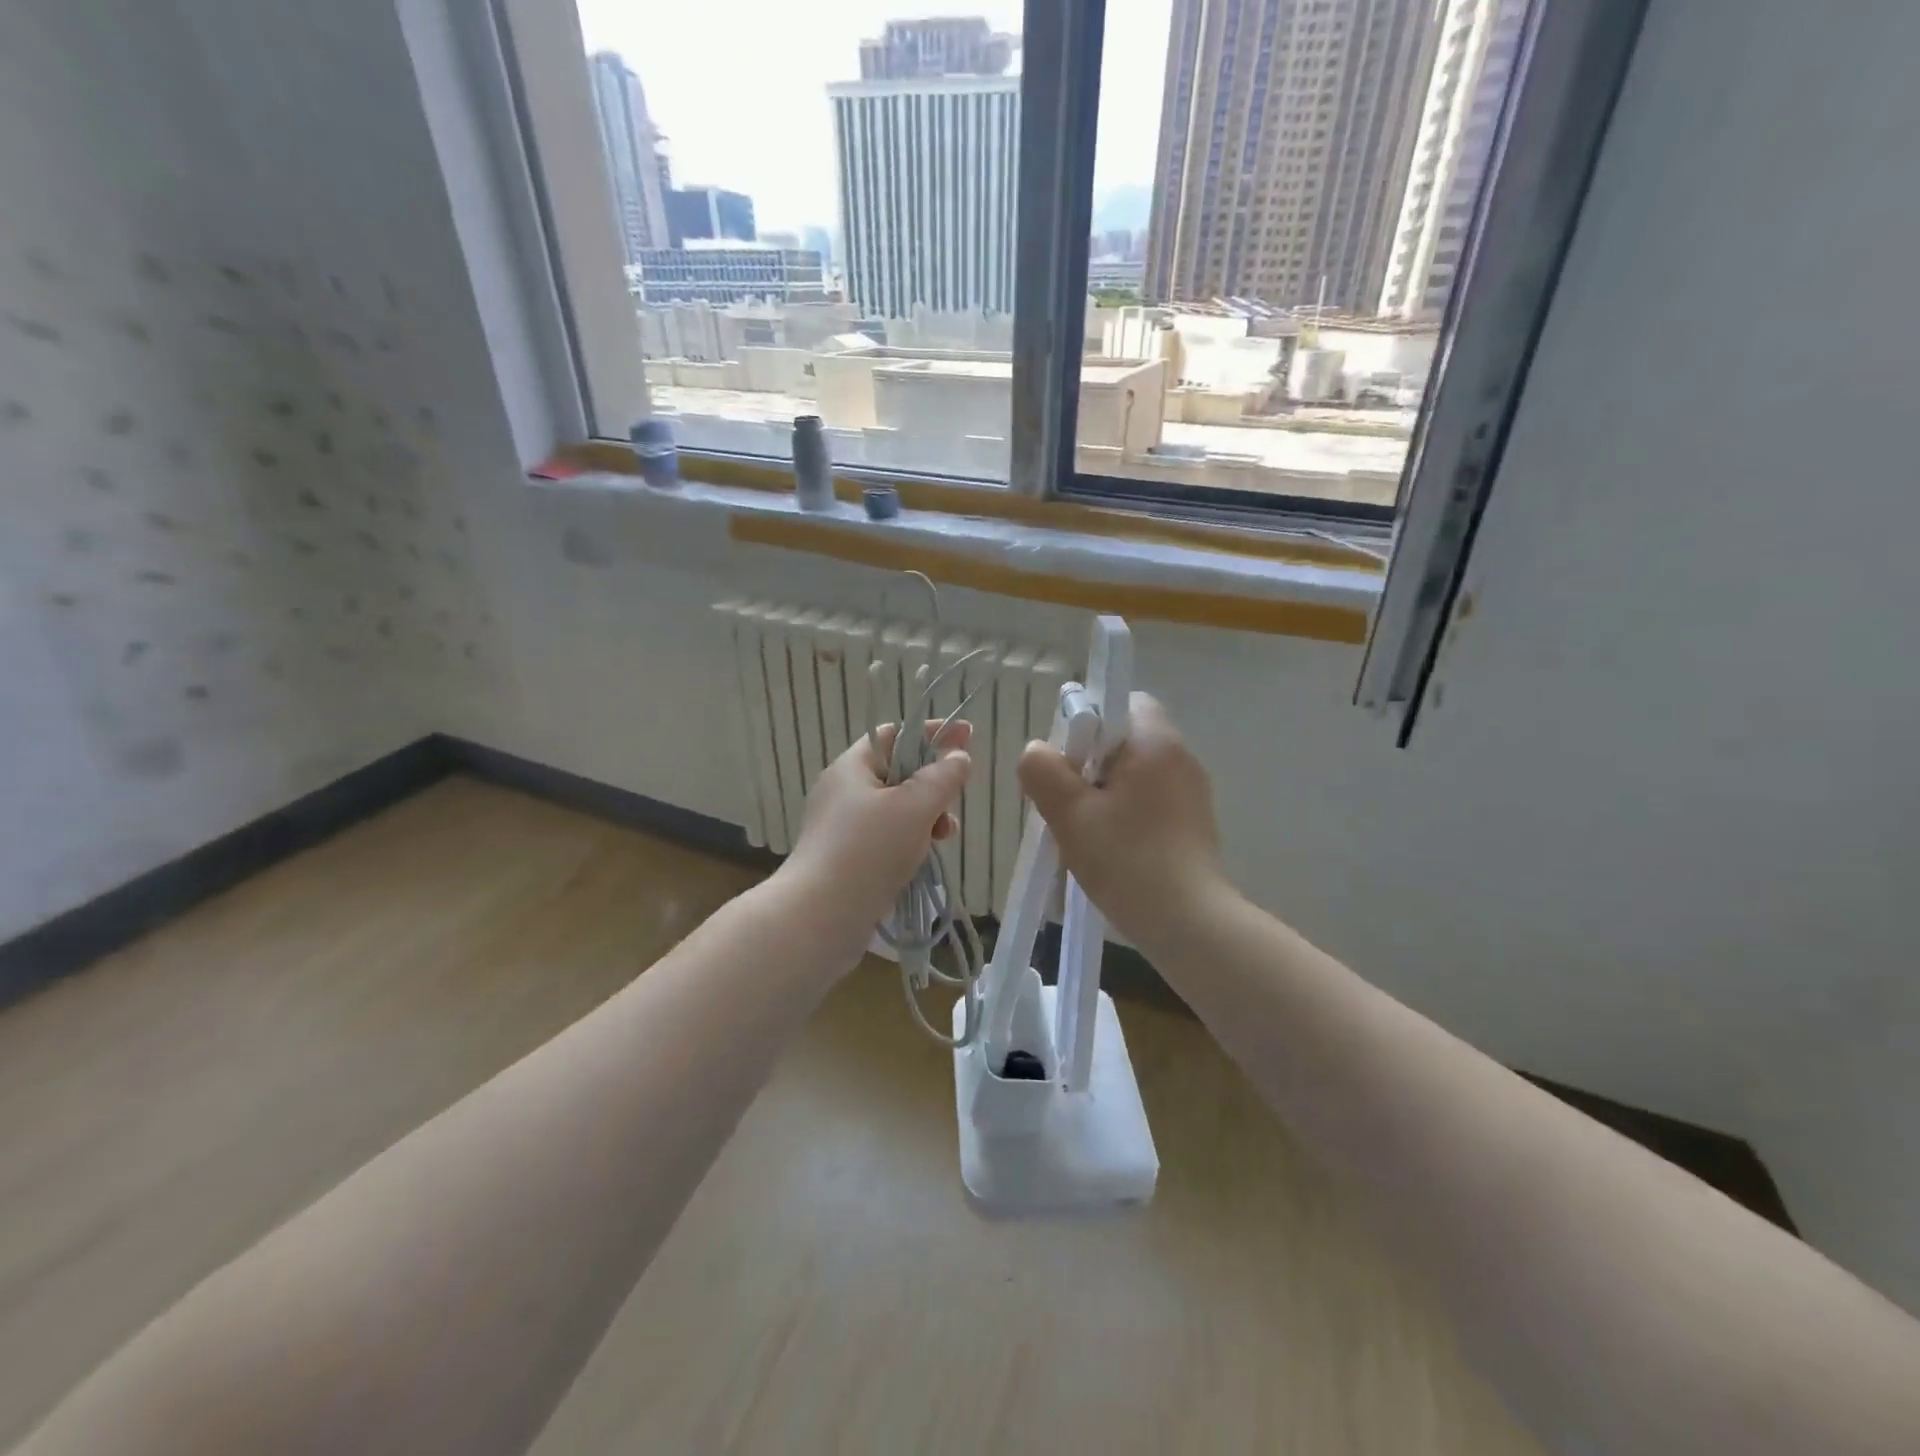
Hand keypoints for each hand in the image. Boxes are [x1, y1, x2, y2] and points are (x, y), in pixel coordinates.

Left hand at [777, 720, 971, 945]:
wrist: (820, 916)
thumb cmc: (869, 850)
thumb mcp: (915, 807)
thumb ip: (942, 777)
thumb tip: (958, 756)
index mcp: (852, 767)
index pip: (894, 734)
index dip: (931, 733)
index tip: (967, 737)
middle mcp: (843, 792)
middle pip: (898, 773)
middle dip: (932, 785)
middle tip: (953, 804)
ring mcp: (842, 828)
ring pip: (895, 810)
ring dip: (926, 818)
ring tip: (944, 837)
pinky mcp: (847, 859)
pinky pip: (886, 839)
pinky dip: (909, 842)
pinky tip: (923, 859)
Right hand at [1017, 693, 1227, 951]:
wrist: (1189, 923)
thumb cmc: (1127, 859)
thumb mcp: (1070, 813)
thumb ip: (1043, 771)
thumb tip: (1037, 752)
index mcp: (1156, 742)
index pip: (1121, 701)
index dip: (1087, 722)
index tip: (1067, 760)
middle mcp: (1181, 759)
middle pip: (1123, 742)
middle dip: (1088, 766)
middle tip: (1066, 803)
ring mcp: (1191, 794)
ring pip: (1133, 777)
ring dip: (1102, 796)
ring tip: (1082, 834)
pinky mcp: (1193, 825)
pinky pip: (1148, 804)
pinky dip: (1124, 817)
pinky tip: (1109, 852)